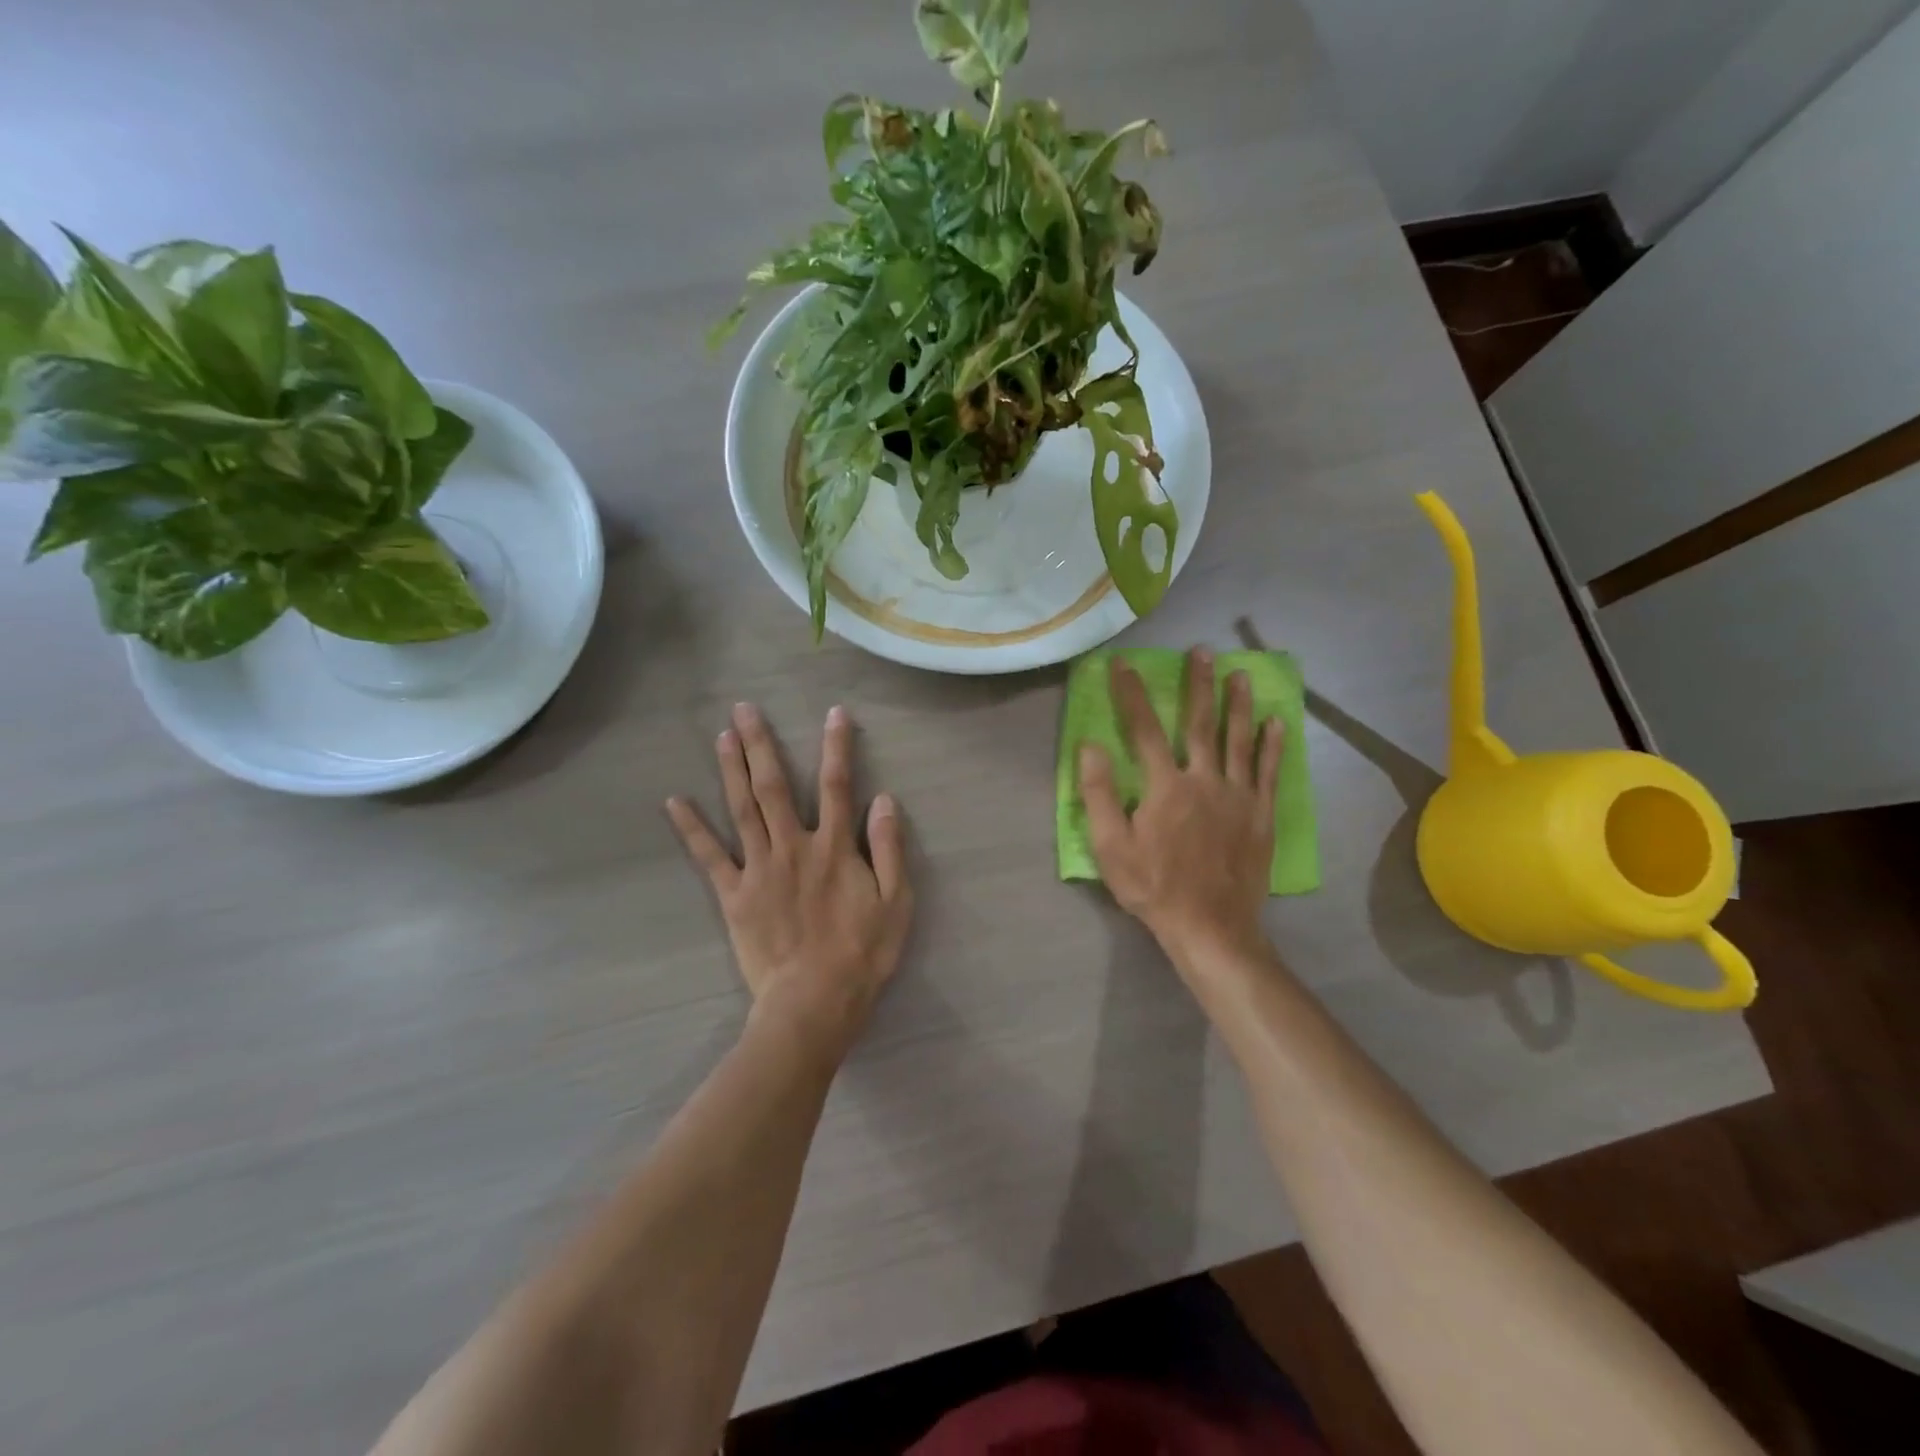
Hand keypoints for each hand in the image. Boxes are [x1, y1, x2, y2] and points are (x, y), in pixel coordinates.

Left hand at [666, 703, 911, 1054]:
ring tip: (722, 736)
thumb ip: (888, 848)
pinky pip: (709, 857)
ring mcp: (759, 868)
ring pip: (742, 809)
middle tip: (745, 709)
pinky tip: (674, 801)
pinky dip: (691, 828)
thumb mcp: (895, 901)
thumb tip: (882, 799)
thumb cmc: (862, 953)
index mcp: (834, 847)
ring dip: (731, 769)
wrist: (814, 1001)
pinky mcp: (734, 895)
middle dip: (761, 744)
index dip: (836, 747)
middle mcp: (793, 846)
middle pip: (775, 786)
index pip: (836, 785)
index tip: (833, 713)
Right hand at [1078, 649, 1282, 964]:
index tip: (1124, 664)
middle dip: (1199, 685)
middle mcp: (1204, 779)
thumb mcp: (1111, 847)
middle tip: (1203, 652)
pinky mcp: (1261, 814)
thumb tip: (1090, 746)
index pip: (1143, 729)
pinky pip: (1270, 771)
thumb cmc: (1153, 887)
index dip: (1132, 693)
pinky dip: (1273, 745)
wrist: (1210, 926)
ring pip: (1239, 739)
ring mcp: (1238, 795)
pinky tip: (1276, 722)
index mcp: (1165, 786)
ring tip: (1241, 674)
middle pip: (1200, 723)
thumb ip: (1098, 794)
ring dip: (1238, 704)